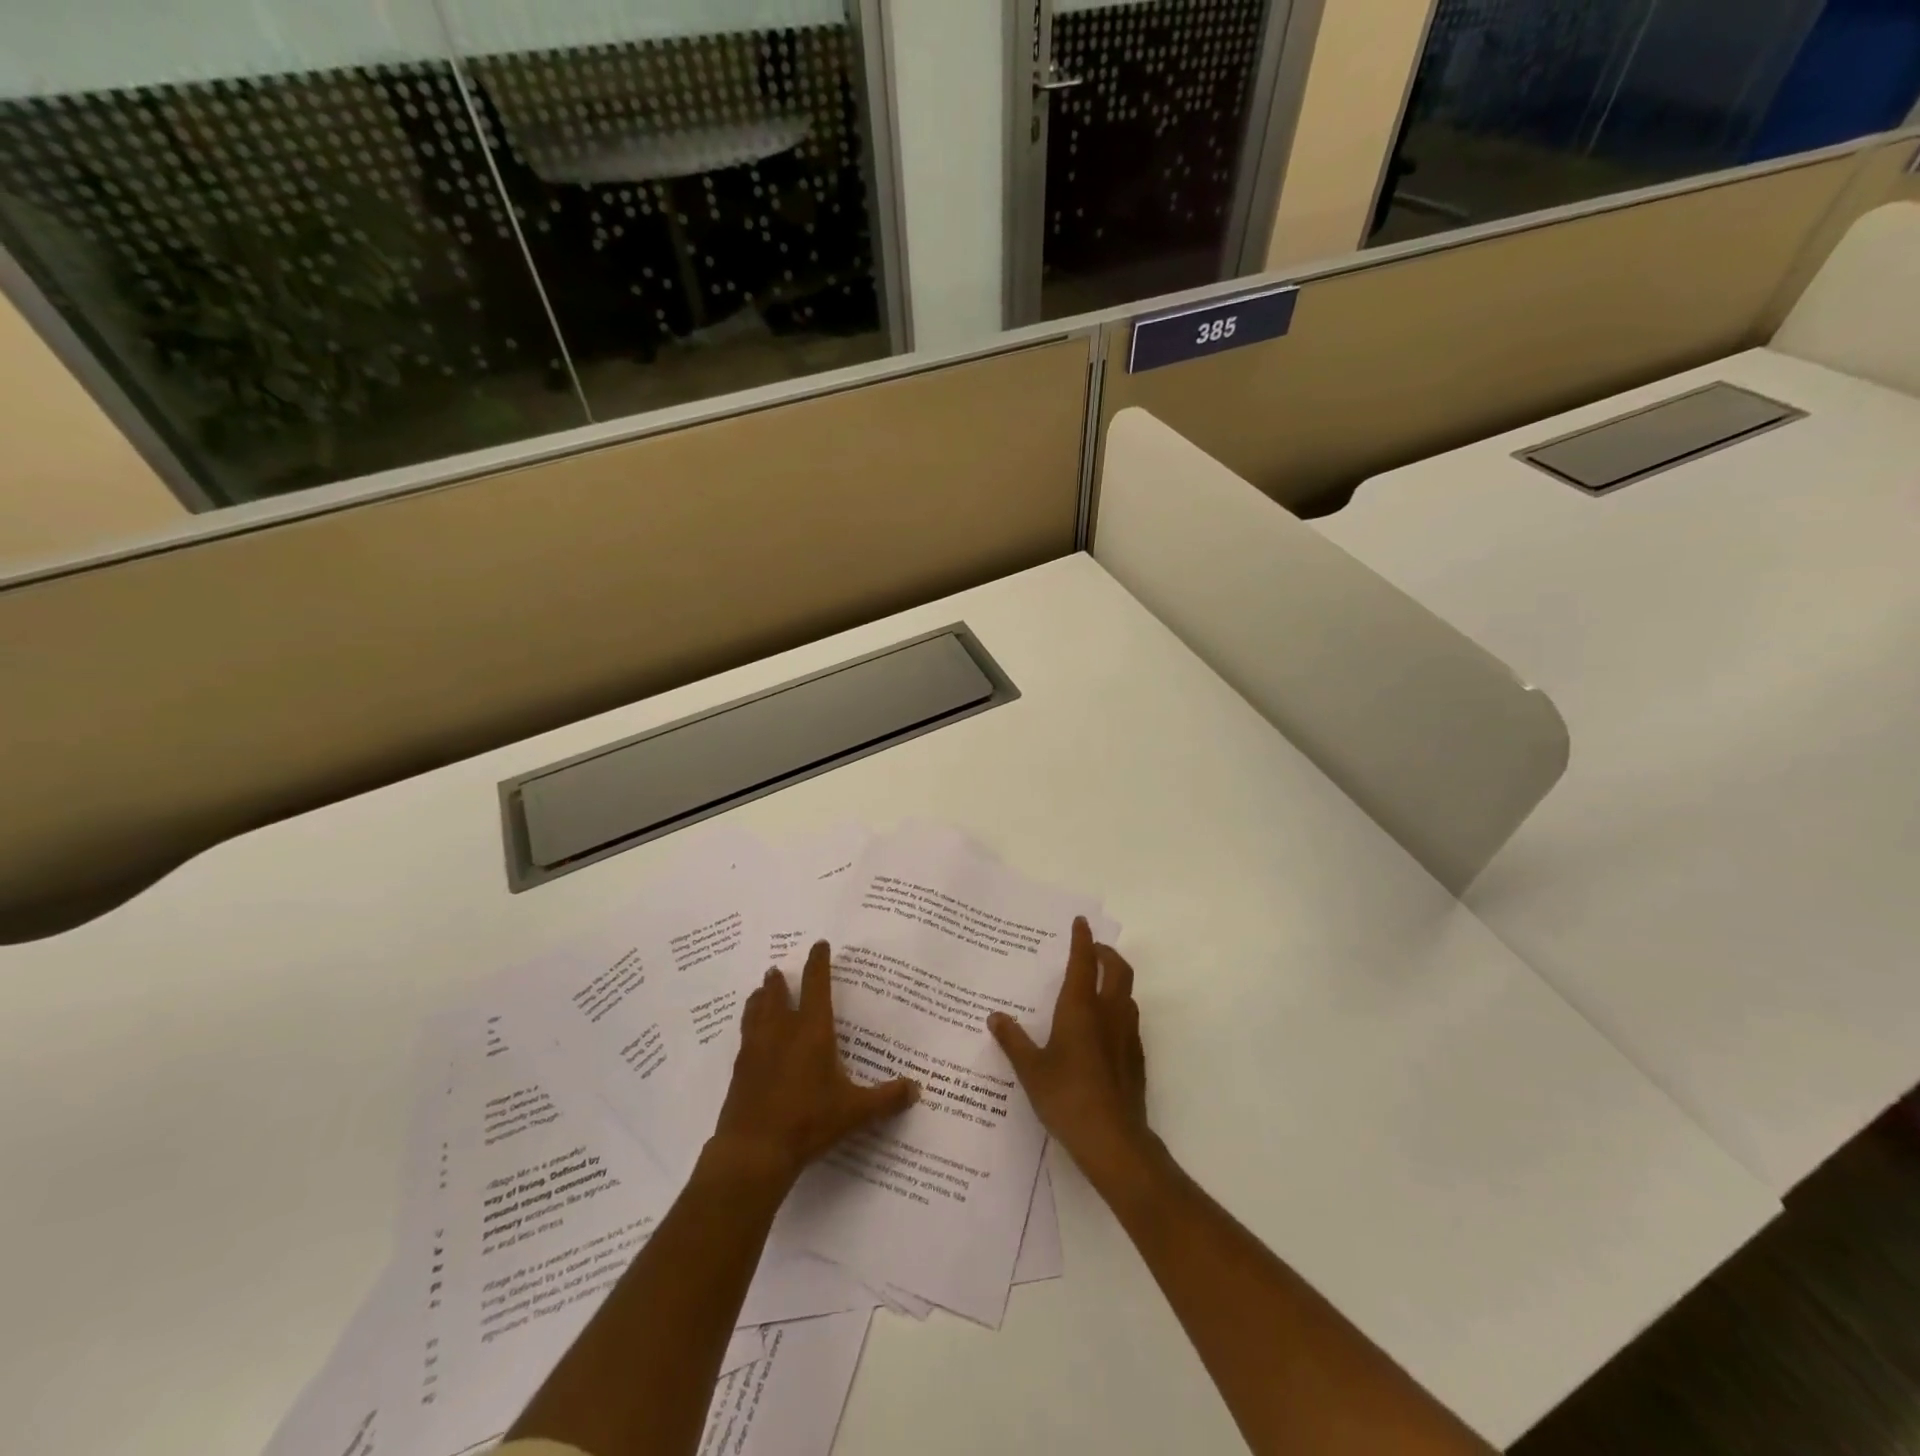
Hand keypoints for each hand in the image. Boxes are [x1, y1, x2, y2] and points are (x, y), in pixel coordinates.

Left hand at [709, 940, 919, 1191]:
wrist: (753, 1151)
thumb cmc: (808, 1122)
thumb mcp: (855, 1111)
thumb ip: (886, 1098)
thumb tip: (916, 1088)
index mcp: (812, 1031)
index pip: (816, 986)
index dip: (818, 963)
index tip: (819, 945)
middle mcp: (782, 1032)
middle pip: (778, 995)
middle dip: (780, 981)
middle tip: (777, 969)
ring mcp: (756, 1050)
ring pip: (755, 1012)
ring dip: (759, 999)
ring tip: (760, 991)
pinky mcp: (740, 1071)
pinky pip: (744, 1037)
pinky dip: (749, 1026)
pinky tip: (750, 1037)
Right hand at [988, 917, 1155, 1185]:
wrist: (1113, 1140)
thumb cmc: (1066, 1097)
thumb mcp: (1030, 1069)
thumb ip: (1013, 1040)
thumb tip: (995, 1017)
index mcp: (1080, 1008)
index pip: (1084, 961)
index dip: (1083, 939)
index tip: (1081, 922)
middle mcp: (1108, 1013)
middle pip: (1117, 969)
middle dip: (1106, 953)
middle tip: (1092, 950)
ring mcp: (1127, 1035)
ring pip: (1127, 993)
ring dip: (1115, 980)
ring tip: (1096, 986)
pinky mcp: (1136, 1057)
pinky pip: (1130, 1020)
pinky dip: (1119, 1010)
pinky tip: (1104, 1029)